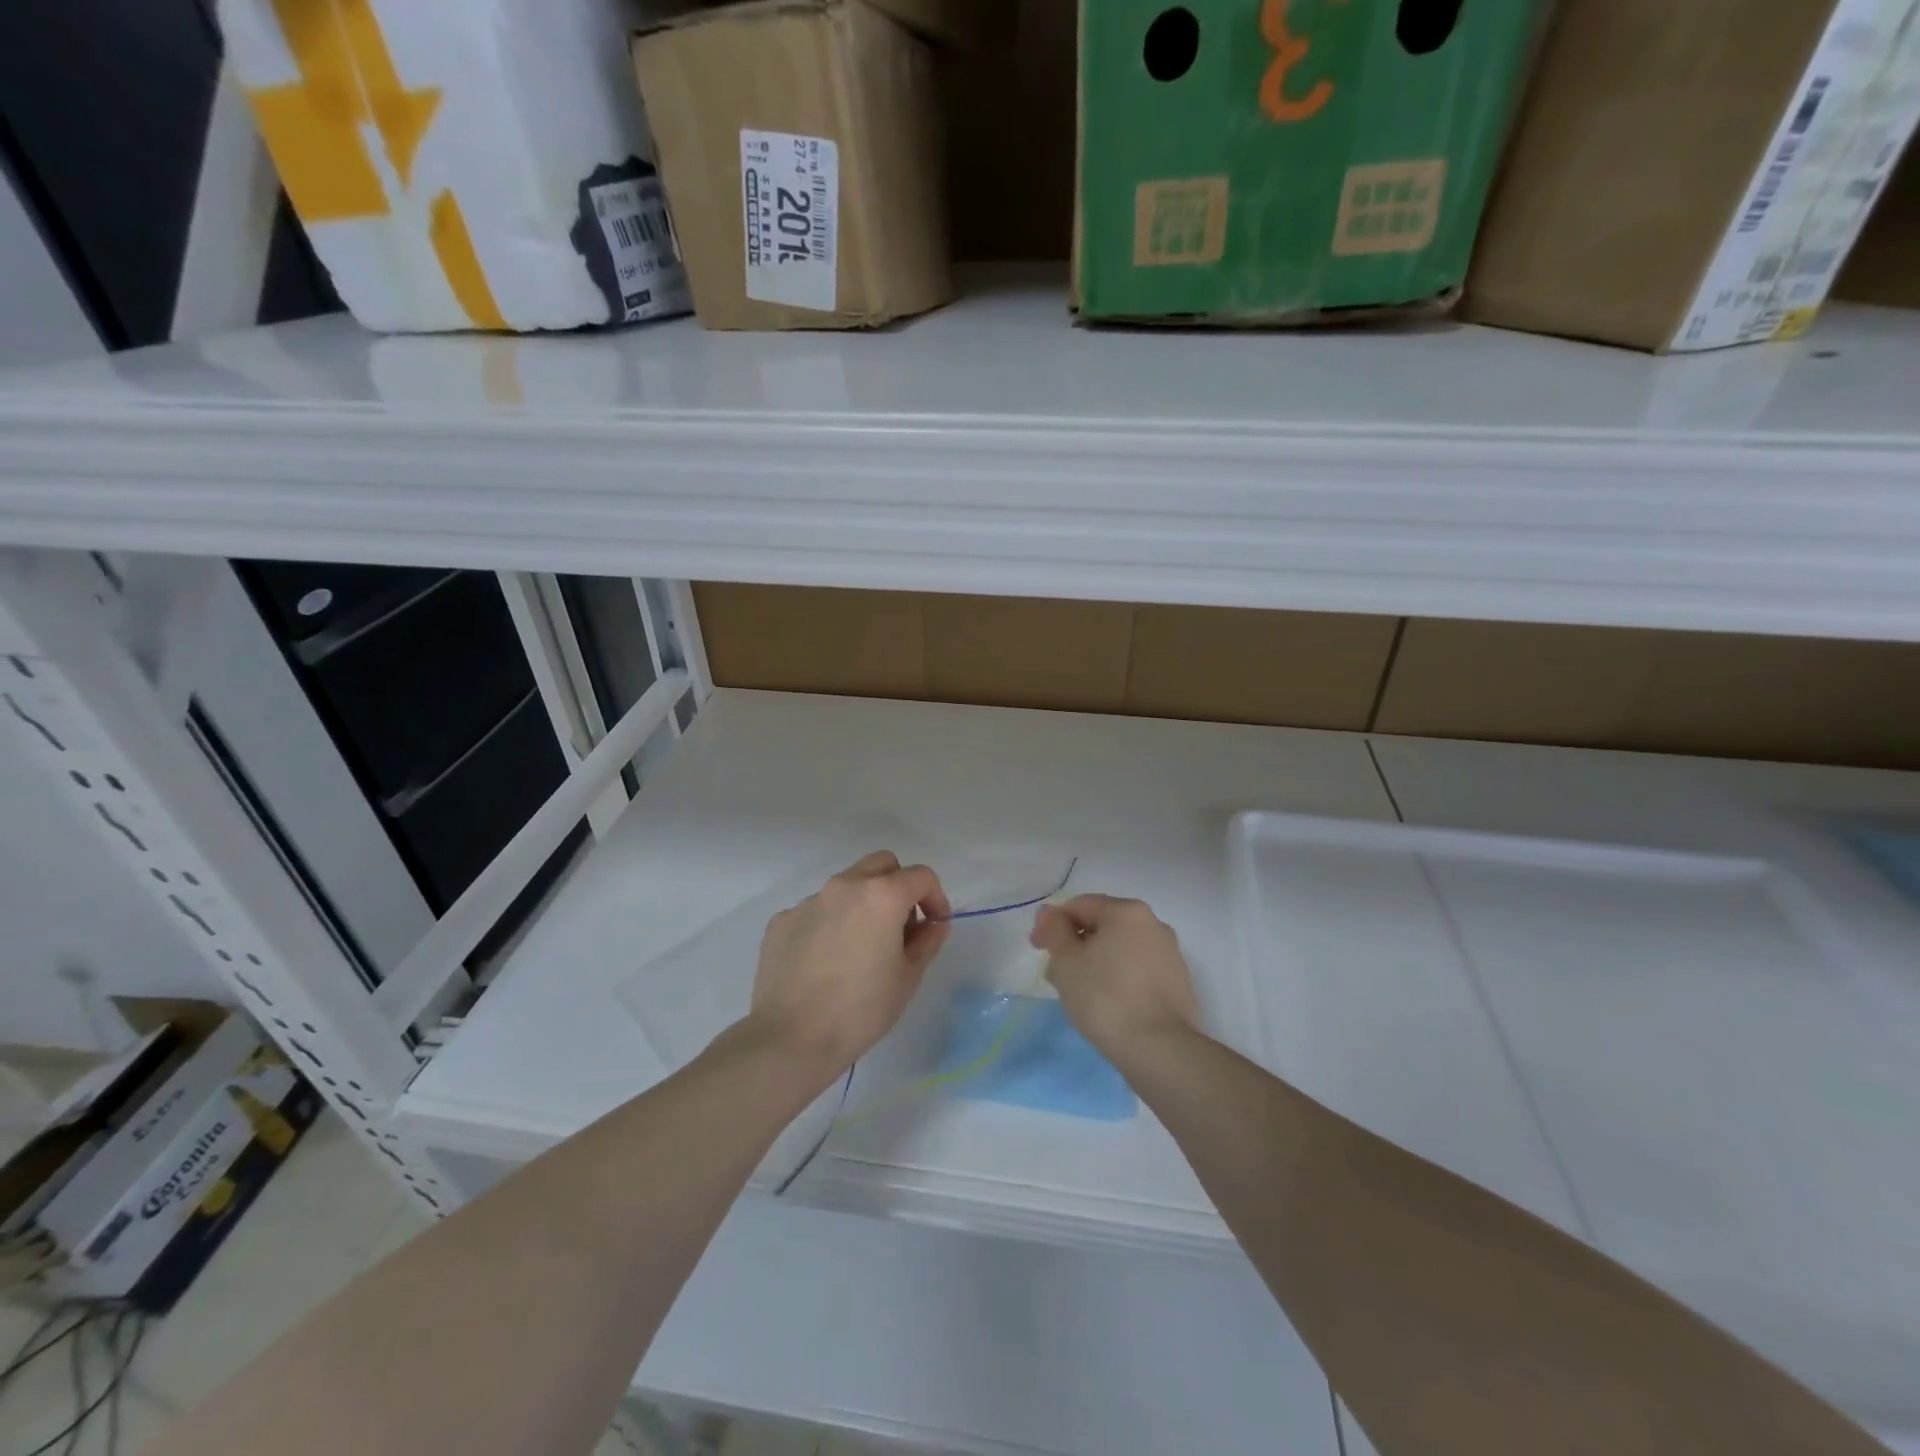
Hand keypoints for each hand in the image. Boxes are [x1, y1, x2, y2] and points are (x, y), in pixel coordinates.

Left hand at [748, 850, 951, 1079]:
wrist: (791, 1038)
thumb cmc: (862, 1009)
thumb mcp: (908, 977)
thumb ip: (927, 941)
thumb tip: (933, 924)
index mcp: (881, 895)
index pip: (921, 876)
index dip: (936, 898)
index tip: (934, 926)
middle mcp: (844, 886)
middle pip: (881, 865)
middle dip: (898, 886)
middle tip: (901, 926)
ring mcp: (809, 901)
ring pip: (846, 886)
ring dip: (862, 904)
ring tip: (860, 947)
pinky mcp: (782, 920)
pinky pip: (816, 910)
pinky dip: (830, 924)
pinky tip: (826, 961)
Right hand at [1030, 895, 1199, 1065]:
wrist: (1159, 1049)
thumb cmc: (1105, 996)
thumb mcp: (1066, 960)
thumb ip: (1054, 929)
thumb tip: (1050, 913)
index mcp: (1128, 911)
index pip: (1080, 905)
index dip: (1053, 924)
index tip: (1038, 950)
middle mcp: (1154, 924)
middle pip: (1102, 926)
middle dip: (1075, 946)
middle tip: (1055, 975)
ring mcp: (1170, 955)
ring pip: (1120, 950)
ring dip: (1095, 963)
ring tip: (1078, 994)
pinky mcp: (1178, 983)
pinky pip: (1137, 970)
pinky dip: (1117, 978)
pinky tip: (1106, 1004)